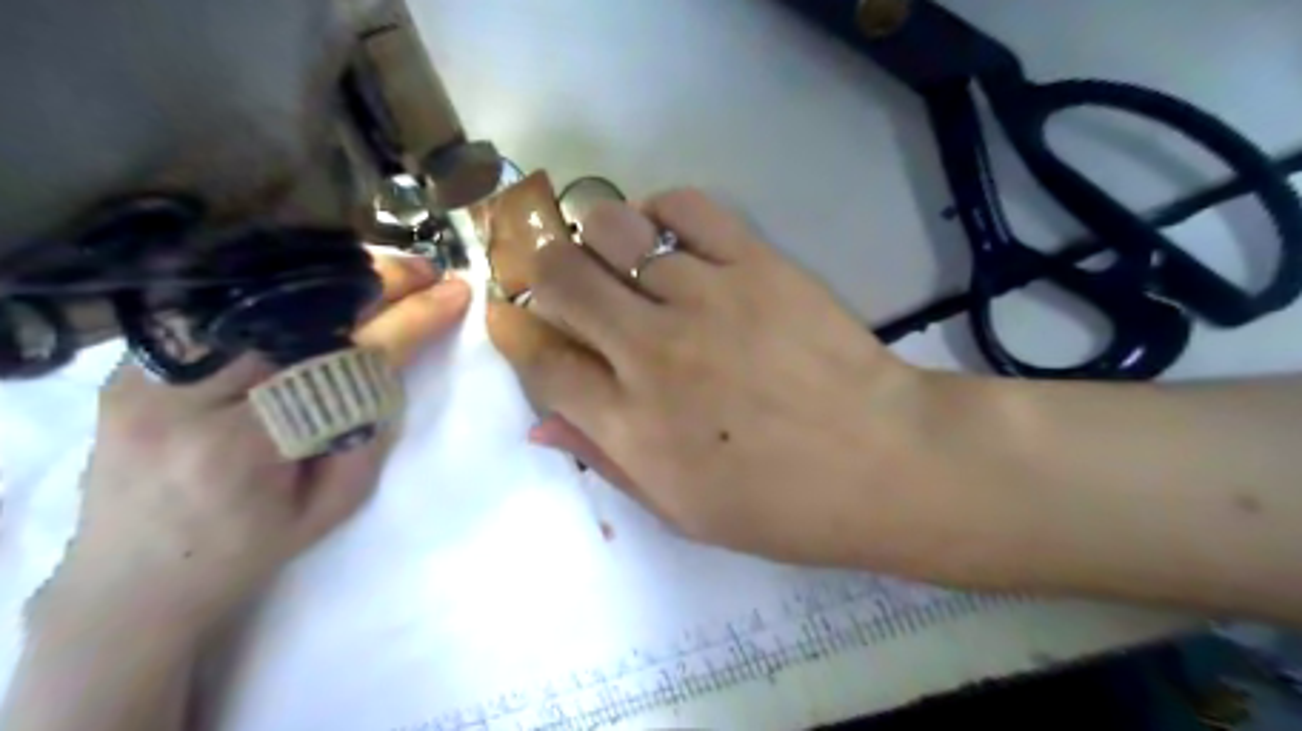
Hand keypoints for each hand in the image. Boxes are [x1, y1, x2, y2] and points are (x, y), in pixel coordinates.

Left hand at [33, 255, 474, 642]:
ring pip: (257, 296)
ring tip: (384, 273)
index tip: (453, 293)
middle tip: (423, 270)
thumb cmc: (251, 551)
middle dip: (372, 281)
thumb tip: (398, 353)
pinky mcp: (130, 363)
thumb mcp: (335, 503)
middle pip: (295, 312)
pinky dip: (283, 290)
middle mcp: (181, 398)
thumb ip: (368, 426)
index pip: (342, 360)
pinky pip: (223, 307)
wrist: (132, 580)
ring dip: (331, 278)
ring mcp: (142, 373)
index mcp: (242, 448)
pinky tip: (326, 287)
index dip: (407, 320)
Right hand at [489, 192, 925, 569]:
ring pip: (612, 229)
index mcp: (631, 426)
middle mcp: (652, 352)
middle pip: (560, 278)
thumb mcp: (681, 512)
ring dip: (596, 237)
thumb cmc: (782, 505)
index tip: (512, 318)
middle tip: (558, 280)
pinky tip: (664, 232)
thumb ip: (606, 461)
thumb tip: (540, 426)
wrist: (883, 462)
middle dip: (543, 272)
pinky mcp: (755, 263)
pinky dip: (659, 209)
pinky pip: (686, 206)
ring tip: (614, 255)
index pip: (541, 362)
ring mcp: (704, 299)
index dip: (515, 333)